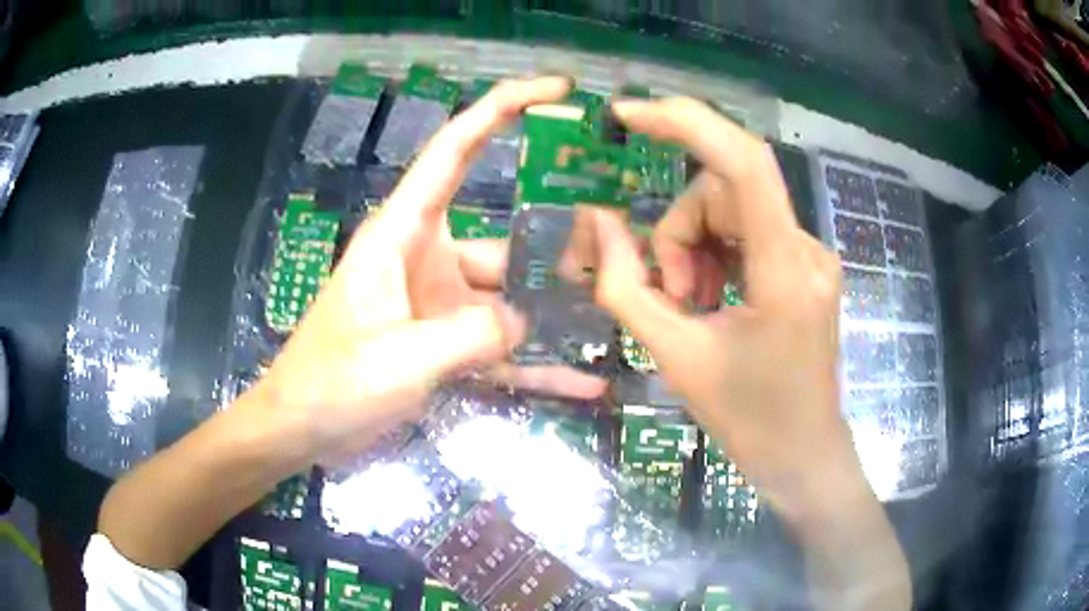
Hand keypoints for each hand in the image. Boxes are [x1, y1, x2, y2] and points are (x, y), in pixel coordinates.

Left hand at [260, 77, 606, 464]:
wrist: (303, 428)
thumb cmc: (333, 382)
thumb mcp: (401, 356)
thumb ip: (472, 334)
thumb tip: (527, 320)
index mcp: (405, 233)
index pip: (456, 148)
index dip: (504, 107)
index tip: (558, 89)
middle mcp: (429, 258)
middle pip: (505, 239)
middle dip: (558, 248)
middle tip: (618, 257)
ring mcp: (440, 305)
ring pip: (510, 300)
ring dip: (554, 316)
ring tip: (612, 324)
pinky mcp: (445, 346)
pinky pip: (499, 351)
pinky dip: (536, 366)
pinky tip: (583, 383)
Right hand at [574, 97, 852, 520]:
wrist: (803, 456)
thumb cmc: (747, 420)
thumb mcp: (675, 356)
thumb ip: (625, 287)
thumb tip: (597, 221)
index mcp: (784, 271)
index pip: (743, 162)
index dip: (686, 124)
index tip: (628, 115)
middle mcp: (808, 249)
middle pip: (725, 192)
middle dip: (680, 232)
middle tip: (672, 295)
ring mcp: (812, 256)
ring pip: (734, 210)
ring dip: (697, 248)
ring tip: (693, 306)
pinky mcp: (806, 267)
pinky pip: (749, 232)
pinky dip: (718, 256)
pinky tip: (714, 300)